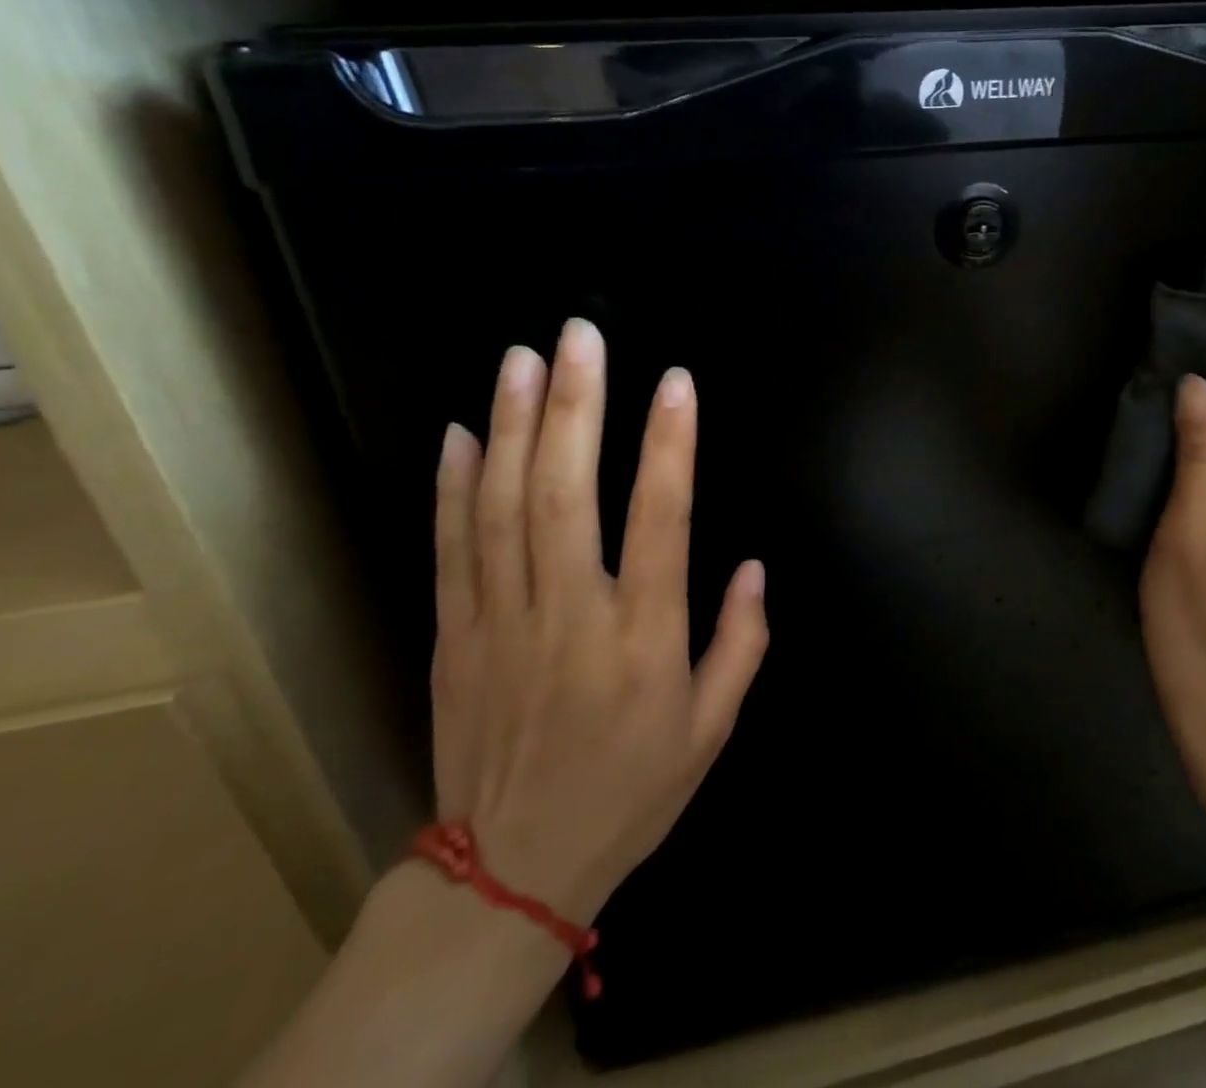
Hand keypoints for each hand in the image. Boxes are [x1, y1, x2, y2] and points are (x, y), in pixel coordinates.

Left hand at [429, 318, 768, 920]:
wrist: (512, 871)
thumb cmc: (631, 791)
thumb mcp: (713, 728)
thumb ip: (742, 641)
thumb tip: (754, 566)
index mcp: (645, 639)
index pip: (662, 519)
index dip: (670, 444)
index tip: (675, 380)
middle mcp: (571, 616)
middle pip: (567, 494)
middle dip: (576, 405)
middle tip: (579, 335)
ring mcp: (502, 622)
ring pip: (503, 506)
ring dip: (513, 425)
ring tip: (521, 359)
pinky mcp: (455, 635)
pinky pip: (451, 548)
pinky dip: (454, 486)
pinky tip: (460, 432)